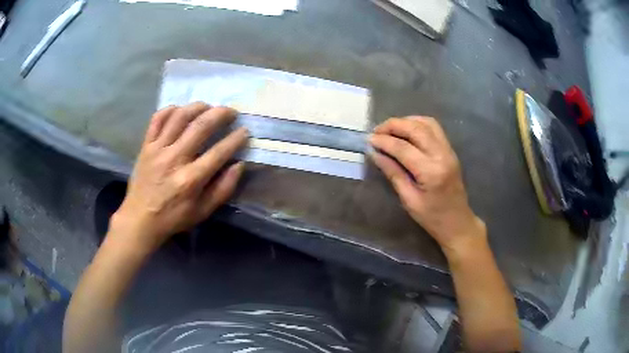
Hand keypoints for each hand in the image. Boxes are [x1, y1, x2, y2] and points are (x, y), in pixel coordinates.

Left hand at [109, 102, 248, 253]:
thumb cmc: (173, 217)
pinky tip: (180, 110)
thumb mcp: (202, 212)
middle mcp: (174, 159)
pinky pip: (157, 119)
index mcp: (191, 179)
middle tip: (231, 112)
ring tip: (208, 107)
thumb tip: (239, 165)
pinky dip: (170, 110)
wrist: (140, 219)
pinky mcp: (146, 146)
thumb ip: (223, 189)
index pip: (219, 152)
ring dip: (197, 107)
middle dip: (221, 114)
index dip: (236, 139)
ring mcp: (157, 149)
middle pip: (200, 126)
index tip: (244, 131)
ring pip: (179, 117)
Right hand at [369, 117, 484, 251]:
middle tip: (376, 131)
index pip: (403, 148)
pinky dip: (418, 124)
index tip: (368, 140)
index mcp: (431, 172)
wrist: (457, 222)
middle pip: (416, 128)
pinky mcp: (450, 150)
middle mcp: (442, 155)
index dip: (384, 141)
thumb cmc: (432, 218)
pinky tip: (406, 131)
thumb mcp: (409, 200)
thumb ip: (393, 173)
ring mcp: (448, 151)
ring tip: (390, 129)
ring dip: (406, 121)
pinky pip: (434, 128)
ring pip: (426, 123)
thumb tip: (375, 153)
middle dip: (393, 125)